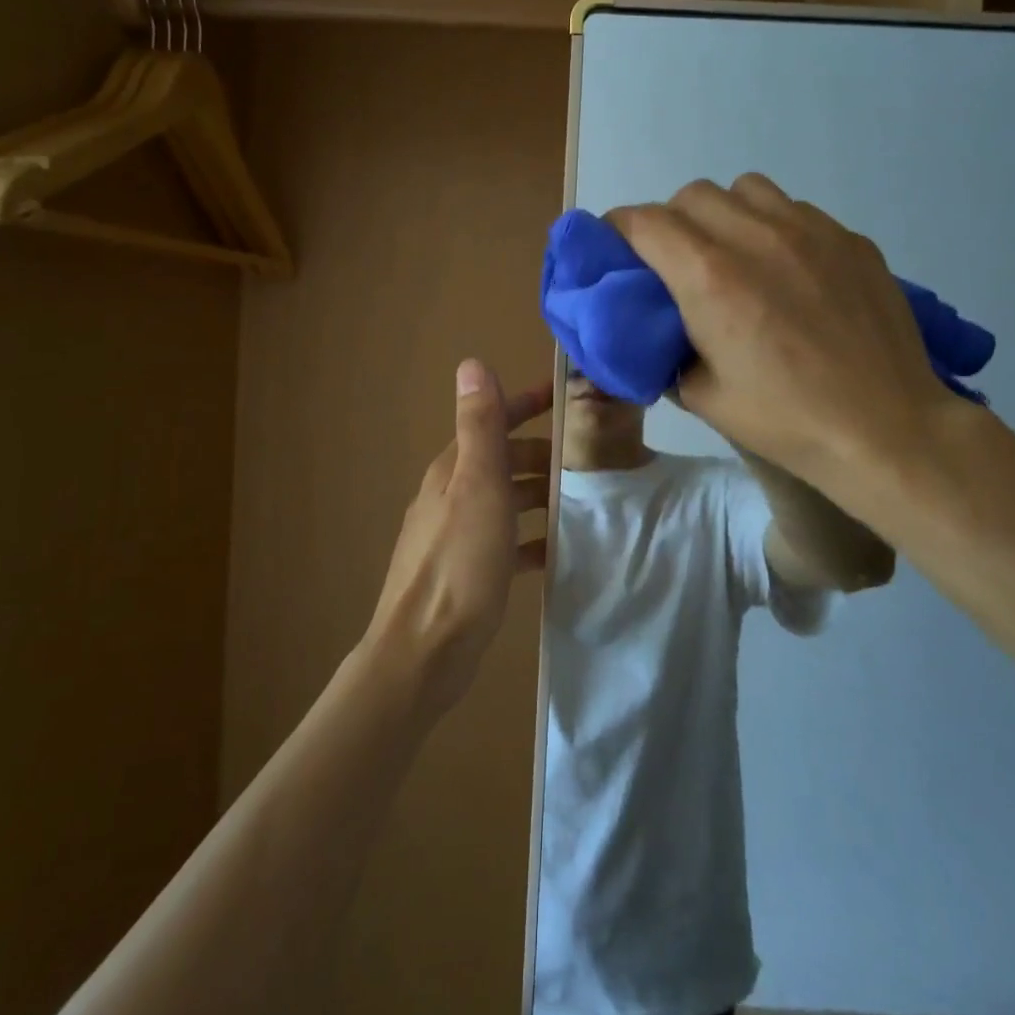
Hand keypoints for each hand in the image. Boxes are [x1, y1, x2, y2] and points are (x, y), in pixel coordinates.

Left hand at [362, 361, 551, 718]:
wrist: (424, 652)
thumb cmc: (459, 563)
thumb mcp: (477, 486)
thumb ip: (479, 426)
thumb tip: (472, 362)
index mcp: (453, 470)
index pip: (492, 421)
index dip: (526, 404)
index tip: (567, 398)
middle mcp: (452, 495)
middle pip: (503, 460)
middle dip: (543, 453)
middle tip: (591, 459)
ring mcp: (458, 535)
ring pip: (507, 500)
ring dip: (541, 494)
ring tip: (585, 501)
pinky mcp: (469, 571)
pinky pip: (507, 542)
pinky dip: (531, 537)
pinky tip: (557, 550)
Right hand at [608, 174, 965, 504]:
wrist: (885, 428)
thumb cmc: (785, 420)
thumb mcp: (703, 397)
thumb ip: (669, 352)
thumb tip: (661, 335)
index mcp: (710, 277)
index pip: (645, 221)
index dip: (619, 230)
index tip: (616, 250)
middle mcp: (756, 236)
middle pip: (692, 195)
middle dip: (670, 222)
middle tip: (675, 264)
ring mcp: (811, 230)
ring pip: (746, 189)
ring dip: (723, 214)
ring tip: (733, 256)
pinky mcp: (850, 239)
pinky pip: (795, 210)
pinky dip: (773, 227)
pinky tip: (788, 272)